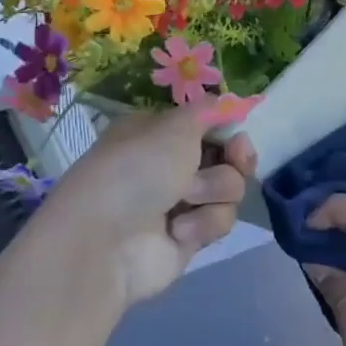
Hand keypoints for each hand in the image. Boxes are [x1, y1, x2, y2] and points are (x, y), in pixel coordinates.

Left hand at [38, 109, 255, 308]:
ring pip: (229, 189)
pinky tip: (178, 230)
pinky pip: (220, 221)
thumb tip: (226, 103)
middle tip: (235, 159)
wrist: (106, 242)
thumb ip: (208, 110)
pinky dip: (204, 222)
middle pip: (226, 157)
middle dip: (235, 159)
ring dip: (214, 190)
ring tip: (186, 199)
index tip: (238, 132)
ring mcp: (180, 203)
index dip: (228, 128)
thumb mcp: (174, 125)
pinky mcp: (189, 236)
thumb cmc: (137, 169)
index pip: (207, 125)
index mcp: (159, 133)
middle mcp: (169, 165)